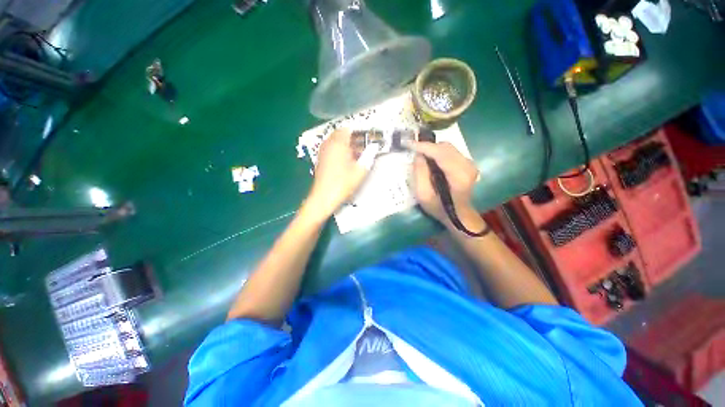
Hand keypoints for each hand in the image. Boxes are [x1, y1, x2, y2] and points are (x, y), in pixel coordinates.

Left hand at [305, 129, 375, 219]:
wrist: (324, 197)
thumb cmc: (342, 184)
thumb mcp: (360, 171)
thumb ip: (368, 156)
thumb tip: (374, 147)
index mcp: (338, 144)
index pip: (348, 129)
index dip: (358, 132)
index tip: (367, 137)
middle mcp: (329, 144)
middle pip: (340, 134)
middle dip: (352, 137)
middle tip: (363, 145)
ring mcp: (323, 151)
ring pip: (335, 141)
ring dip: (346, 144)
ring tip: (356, 153)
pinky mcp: (321, 159)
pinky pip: (331, 148)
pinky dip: (339, 150)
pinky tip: (346, 160)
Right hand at [411, 141, 483, 230]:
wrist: (459, 215)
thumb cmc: (439, 208)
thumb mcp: (423, 195)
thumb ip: (420, 174)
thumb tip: (418, 155)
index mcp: (458, 176)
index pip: (440, 153)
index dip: (423, 146)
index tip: (408, 143)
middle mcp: (467, 166)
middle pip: (445, 147)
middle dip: (427, 146)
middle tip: (413, 150)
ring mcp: (469, 163)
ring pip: (448, 147)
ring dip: (433, 149)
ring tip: (420, 155)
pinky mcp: (468, 163)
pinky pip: (450, 151)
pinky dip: (438, 152)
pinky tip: (430, 160)